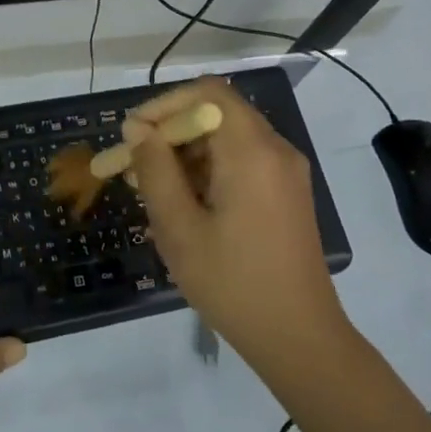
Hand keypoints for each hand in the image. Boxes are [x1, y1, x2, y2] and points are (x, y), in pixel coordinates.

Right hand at [124, 78, 352, 372]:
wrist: (299, 338)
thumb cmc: (233, 283)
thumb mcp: (180, 228)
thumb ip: (155, 171)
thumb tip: (138, 130)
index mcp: (253, 152)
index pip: (207, 93)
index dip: (165, 105)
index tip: (133, 135)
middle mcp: (276, 150)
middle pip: (217, 114)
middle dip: (170, 132)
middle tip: (131, 165)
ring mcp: (286, 172)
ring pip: (227, 139)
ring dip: (186, 153)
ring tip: (148, 187)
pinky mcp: (287, 193)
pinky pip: (242, 162)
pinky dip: (208, 170)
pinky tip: (181, 202)